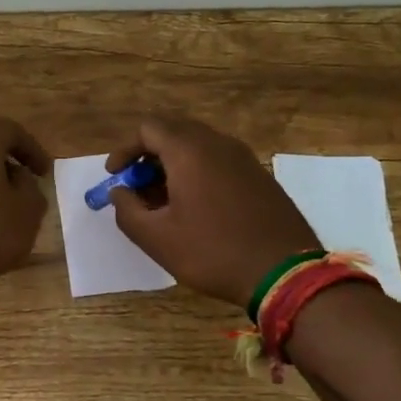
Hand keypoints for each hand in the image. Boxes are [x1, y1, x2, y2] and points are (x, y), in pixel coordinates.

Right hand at [106, 115, 318, 308]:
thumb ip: (126, 210)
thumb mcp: (157, 239)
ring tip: (162, 201)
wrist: (285, 272)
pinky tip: (195, 207)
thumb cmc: (213, 252)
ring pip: (197, 146)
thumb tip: (119, 192)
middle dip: (148, 156)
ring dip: (173, 165)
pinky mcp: (259, 175)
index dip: (125, 149)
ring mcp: (243, 157)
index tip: (115, 176)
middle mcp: (217, 143)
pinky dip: (197, 172)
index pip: (148, 128)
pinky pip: (218, 161)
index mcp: (189, 151)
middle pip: (173, 132)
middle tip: (136, 187)